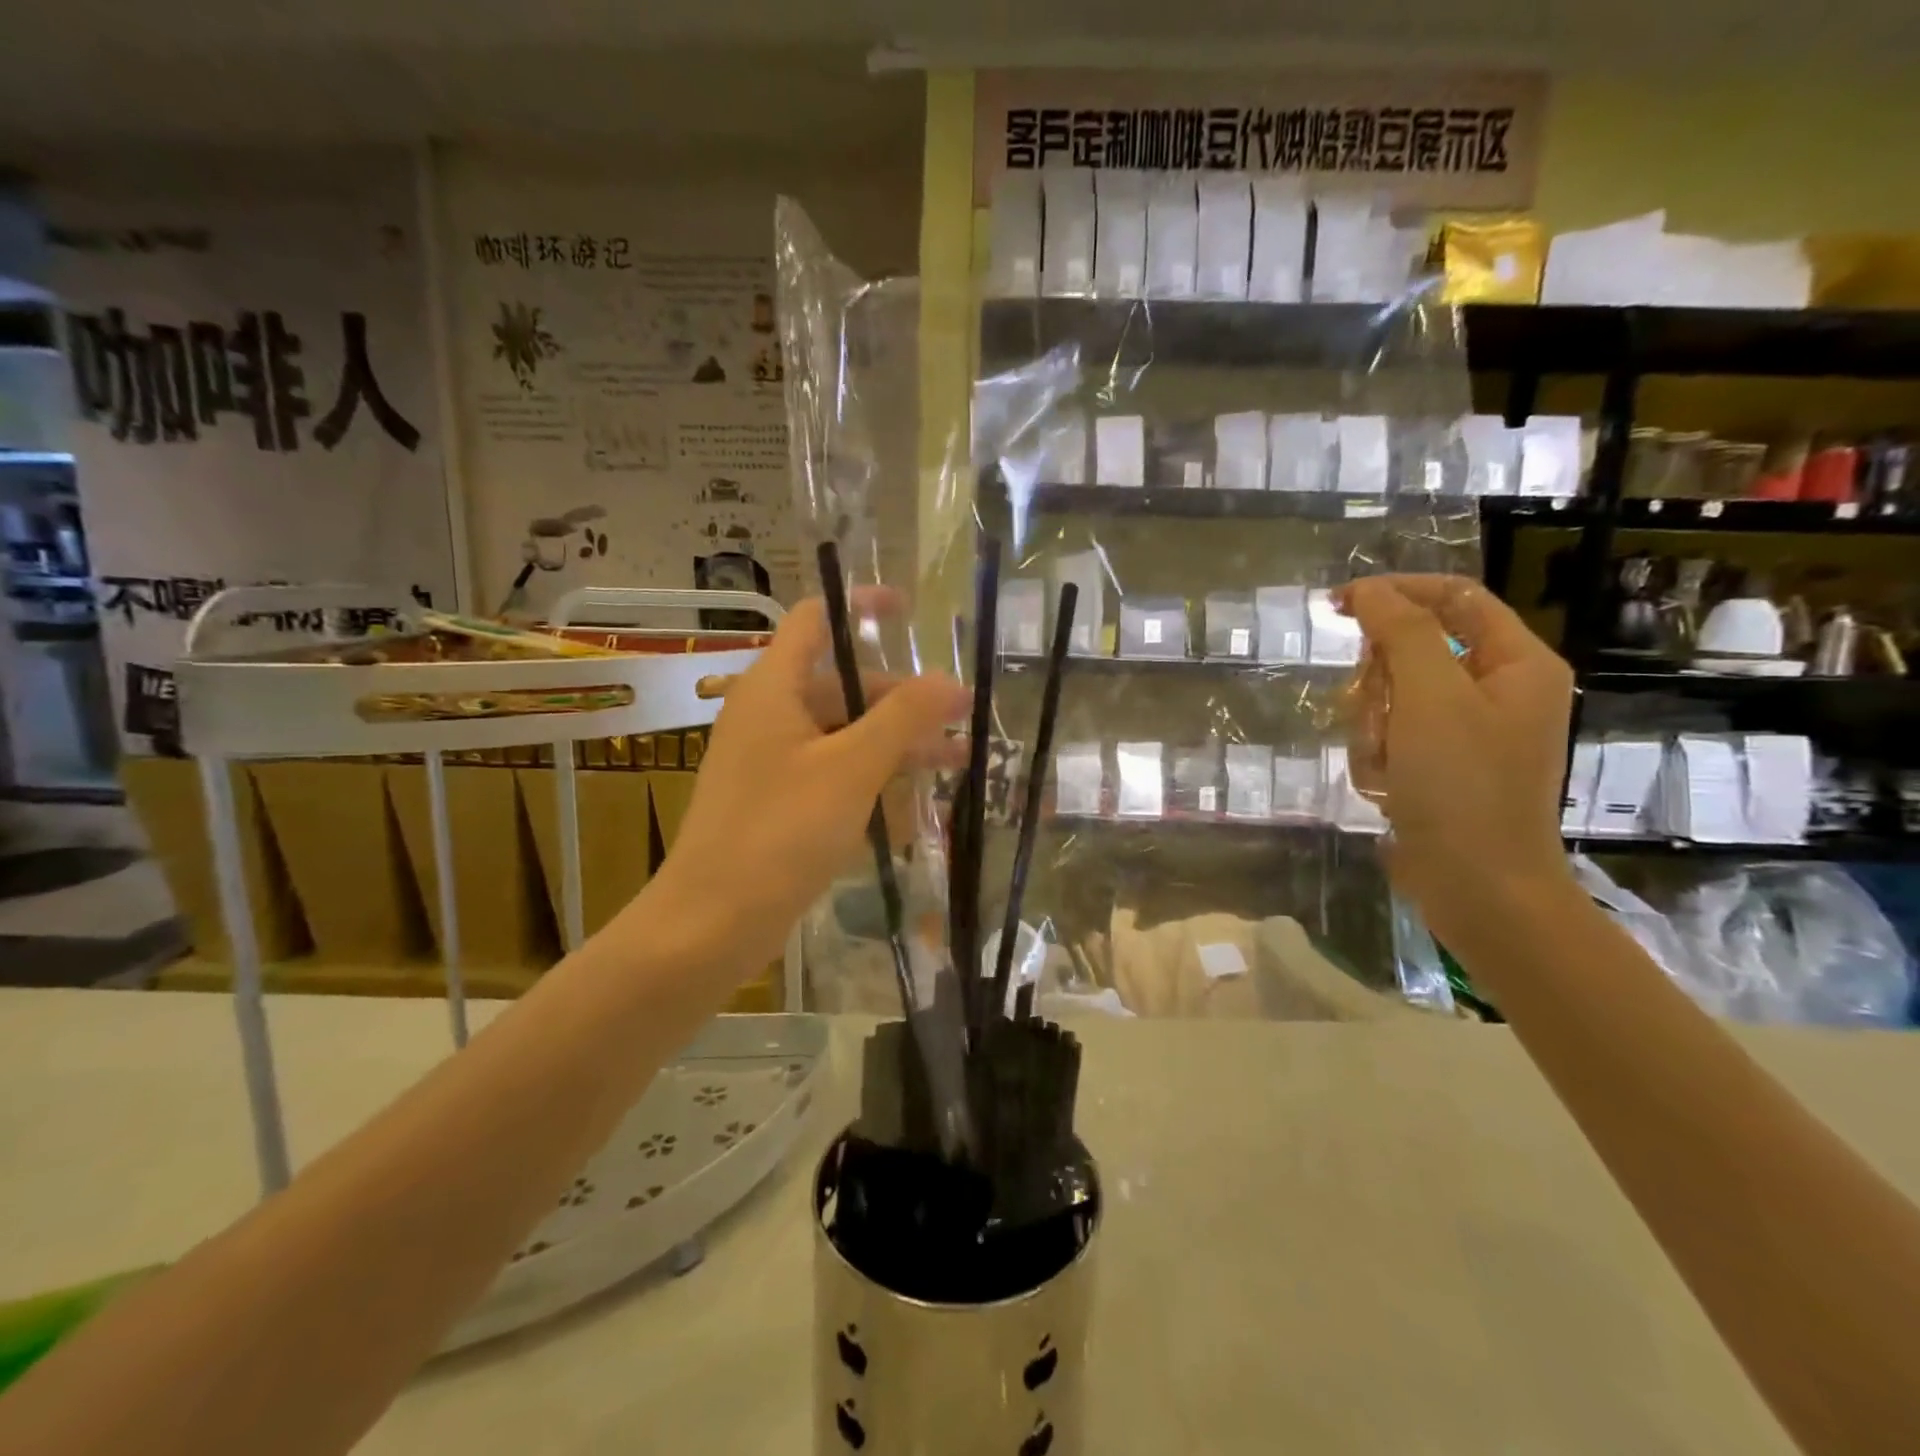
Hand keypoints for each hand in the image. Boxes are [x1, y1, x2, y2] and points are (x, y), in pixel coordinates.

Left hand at [640, 589, 969, 976]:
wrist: (711, 921)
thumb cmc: (780, 832)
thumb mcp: (851, 768)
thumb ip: (902, 718)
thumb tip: (950, 680)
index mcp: (773, 687)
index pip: (815, 619)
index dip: (861, 606)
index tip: (910, 612)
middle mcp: (769, 713)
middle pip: (842, 682)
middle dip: (903, 696)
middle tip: (961, 716)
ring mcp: (772, 759)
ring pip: (844, 730)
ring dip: (897, 740)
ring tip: (959, 759)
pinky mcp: (779, 799)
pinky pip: (833, 768)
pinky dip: (873, 772)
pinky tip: (916, 793)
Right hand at [1339, 574, 1575, 943]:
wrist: (1477, 887)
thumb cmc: (1462, 786)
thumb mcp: (1431, 698)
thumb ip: (1402, 632)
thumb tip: (1371, 590)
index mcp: (1515, 663)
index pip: (1453, 598)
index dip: (1395, 593)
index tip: (1337, 605)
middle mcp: (1496, 691)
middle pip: (1413, 651)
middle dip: (1381, 682)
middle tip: (1376, 712)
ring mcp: (1467, 733)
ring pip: (1392, 698)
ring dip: (1373, 728)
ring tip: (1385, 764)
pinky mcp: (1439, 767)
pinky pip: (1390, 738)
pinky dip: (1378, 759)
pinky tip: (1387, 787)